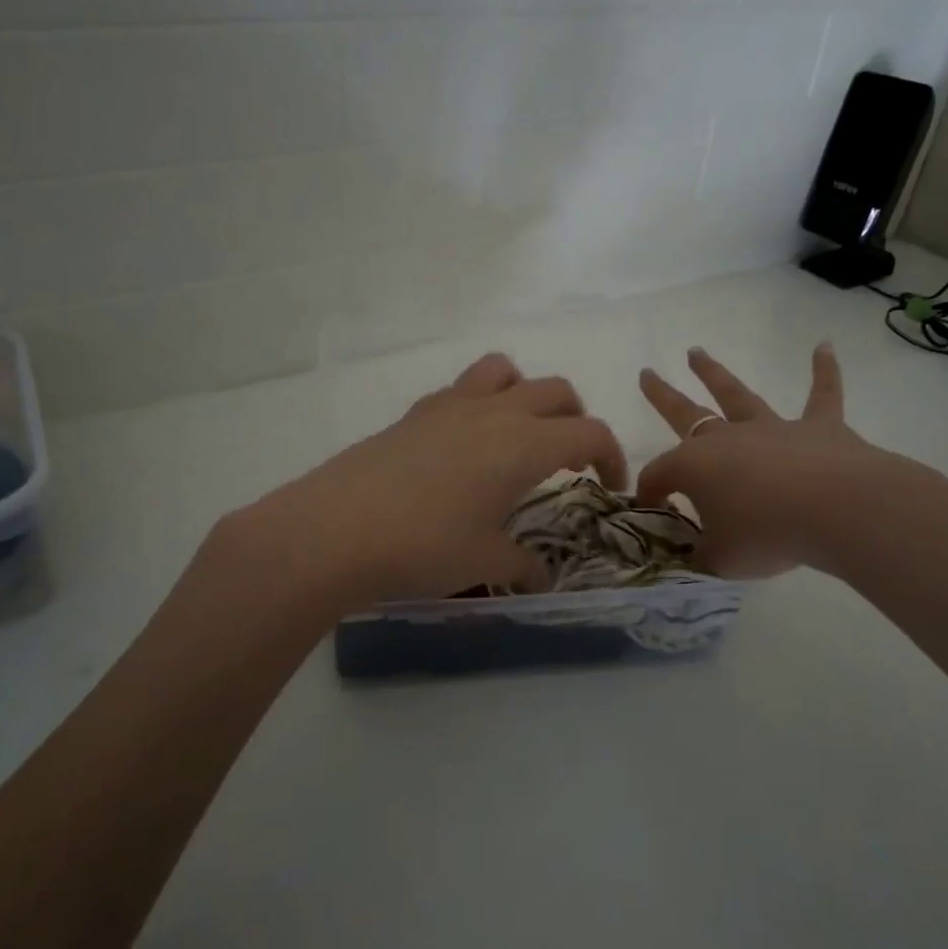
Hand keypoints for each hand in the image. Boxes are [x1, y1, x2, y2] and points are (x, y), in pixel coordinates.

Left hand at [225, 353, 626, 610]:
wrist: (336, 529)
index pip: (589, 432)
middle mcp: (494, 412)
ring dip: (525, 392)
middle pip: (555, 390)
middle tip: (569, 459)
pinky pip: (460, 389)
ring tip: (518, 432)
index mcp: (524, 444)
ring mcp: (450, 406)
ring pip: (504, 370)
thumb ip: (522, 564)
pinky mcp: (414, 413)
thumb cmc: (424, 546)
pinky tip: (462, 446)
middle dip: (575, 419)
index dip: (610, 457)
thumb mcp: (484, 561)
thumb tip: (541, 577)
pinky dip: (478, 403)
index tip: (608, 488)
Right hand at [637, 343, 926, 578]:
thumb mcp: (719, 560)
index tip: (653, 513)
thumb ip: (700, 556)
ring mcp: (772, 429)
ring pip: (737, 395)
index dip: (650, 493)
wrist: (836, 511)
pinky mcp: (819, 428)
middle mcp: (726, 438)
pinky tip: (824, 347)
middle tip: (646, 374)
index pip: (659, 475)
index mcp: (693, 466)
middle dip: (662, 395)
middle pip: (685, 412)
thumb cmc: (766, 535)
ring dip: (714, 373)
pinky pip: (822, 395)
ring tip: (696, 352)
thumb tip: (691, 556)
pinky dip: (825, 371)